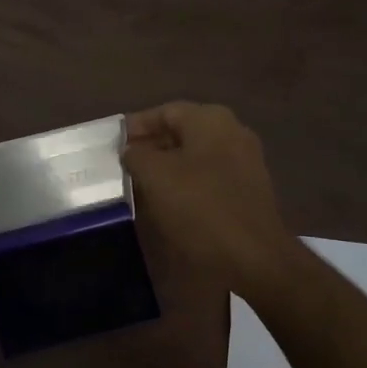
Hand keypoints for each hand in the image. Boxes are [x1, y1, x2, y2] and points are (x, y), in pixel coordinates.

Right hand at [122, 102, 296, 294]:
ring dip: (168, 166)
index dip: (136, 126)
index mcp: (210, 120)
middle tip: (123, 164)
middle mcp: (232, 132)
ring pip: (195, 155)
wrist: (253, 256)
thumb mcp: (154, 176)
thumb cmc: (199, 207)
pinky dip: (187, 182)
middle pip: (182, 131)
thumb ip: (137, 155)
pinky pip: (209, 176)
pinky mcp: (248, 189)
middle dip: (151, 146)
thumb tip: (131, 151)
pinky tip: (170, 201)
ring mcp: (245, 161)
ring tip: (140, 183)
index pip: (164, 111)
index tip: (113, 143)